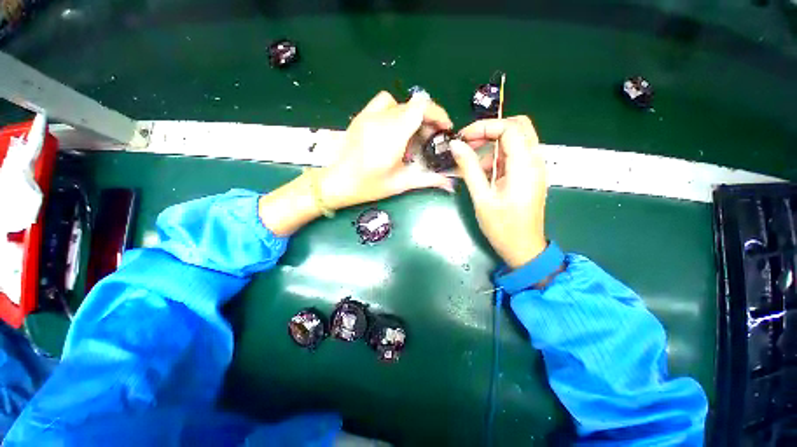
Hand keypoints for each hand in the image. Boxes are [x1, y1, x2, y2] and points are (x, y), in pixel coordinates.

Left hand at [320, 91, 454, 209]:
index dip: (438, 113)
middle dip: (427, 119)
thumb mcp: (401, 183)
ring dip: (411, 115)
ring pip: (399, 103)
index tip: (444, 129)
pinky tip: (393, 129)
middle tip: (429, 140)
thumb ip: (428, 179)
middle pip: (412, 106)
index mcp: (392, 135)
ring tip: (410, 135)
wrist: (336, 183)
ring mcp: (368, 115)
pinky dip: (395, 110)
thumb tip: (450, 183)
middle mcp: (381, 119)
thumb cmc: (368, 186)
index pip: (421, 107)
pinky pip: (383, 102)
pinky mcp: (360, 116)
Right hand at [450, 116, 547, 268]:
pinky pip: (515, 155)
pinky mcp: (530, 175)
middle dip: (491, 130)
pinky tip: (484, 174)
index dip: (484, 127)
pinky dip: (498, 157)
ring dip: (494, 145)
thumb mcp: (482, 197)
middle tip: (470, 143)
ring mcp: (535, 168)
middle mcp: (535, 161)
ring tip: (473, 165)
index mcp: (525, 165)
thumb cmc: (502, 226)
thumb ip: (469, 168)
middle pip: (518, 127)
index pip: (509, 128)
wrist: (523, 248)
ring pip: (517, 140)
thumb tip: (456, 144)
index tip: (463, 138)